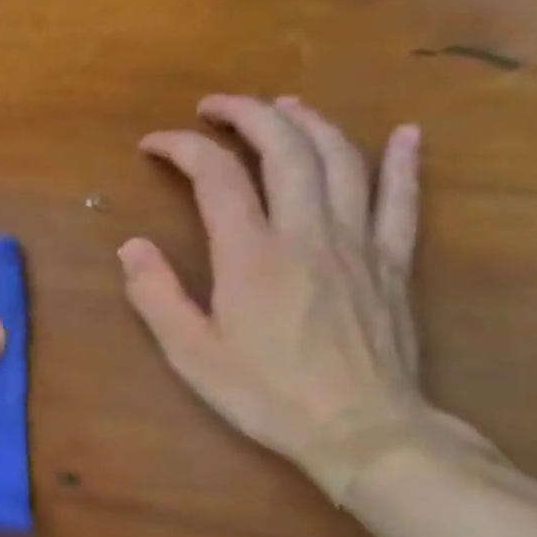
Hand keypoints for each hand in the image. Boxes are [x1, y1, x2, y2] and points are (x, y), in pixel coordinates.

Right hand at [119, 95, 431, 488]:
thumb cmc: (266, 394)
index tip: (154, 144)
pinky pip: (403, 200)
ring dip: (310, 122)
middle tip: (216, 105)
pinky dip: (403, 162)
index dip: (182, 147)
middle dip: (248, 114)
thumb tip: (131, 245)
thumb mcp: (190, 353)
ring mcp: (358, 243)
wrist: (363, 431)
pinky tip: (404, 134)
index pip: (215, 175)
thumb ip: (156, 294)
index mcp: (251, 253)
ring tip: (284, 105)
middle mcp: (306, 232)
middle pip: (284, 148)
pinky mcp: (393, 263)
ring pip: (340, 160)